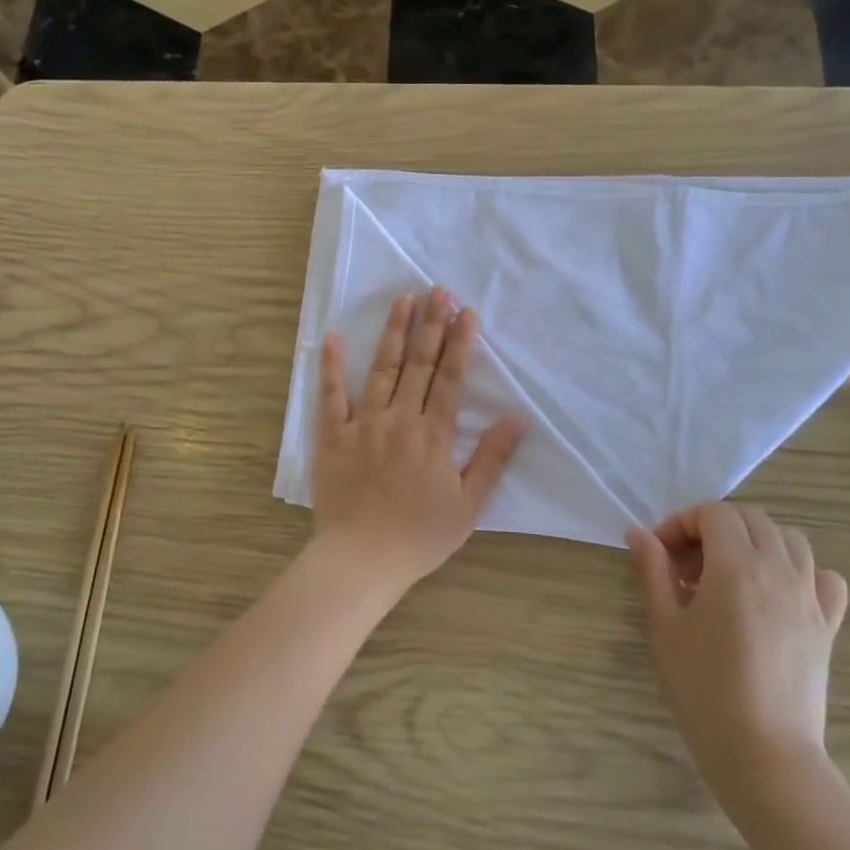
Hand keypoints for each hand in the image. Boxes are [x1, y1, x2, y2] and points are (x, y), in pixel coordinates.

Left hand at [312, 290, 526, 595]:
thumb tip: (517, 419)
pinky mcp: (333, 435)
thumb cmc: (420, 536)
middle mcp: (401, 418)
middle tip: (438, 291)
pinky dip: (331, 365)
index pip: (451, 378)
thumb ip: (492, 459)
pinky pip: (331, 394)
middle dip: (431, 325)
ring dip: (394, 332)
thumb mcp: (469, 505)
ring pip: (382, 368)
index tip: (466, 312)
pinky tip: (332, 337)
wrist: (362, 558)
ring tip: (404, 300)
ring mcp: (364, 423)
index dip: (460, 343)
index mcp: (434, 434)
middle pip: (419, 364)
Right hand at [627, 504, 847, 793]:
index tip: (662, 555)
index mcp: (736, 566)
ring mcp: (810, 597)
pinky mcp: (828, 626)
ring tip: (728, 576)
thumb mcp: (664, 626)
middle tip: (687, 566)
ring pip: (789, 539)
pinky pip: (823, 577)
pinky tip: (777, 595)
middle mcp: (779, 570)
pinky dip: (800, 571)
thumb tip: (639, 534)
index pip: (714, 513)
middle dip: (714, 528)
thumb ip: (652, 572)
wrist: (764, 753)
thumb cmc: (703, 688)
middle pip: (751, 518)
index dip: (682, 523)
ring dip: (755, 542)